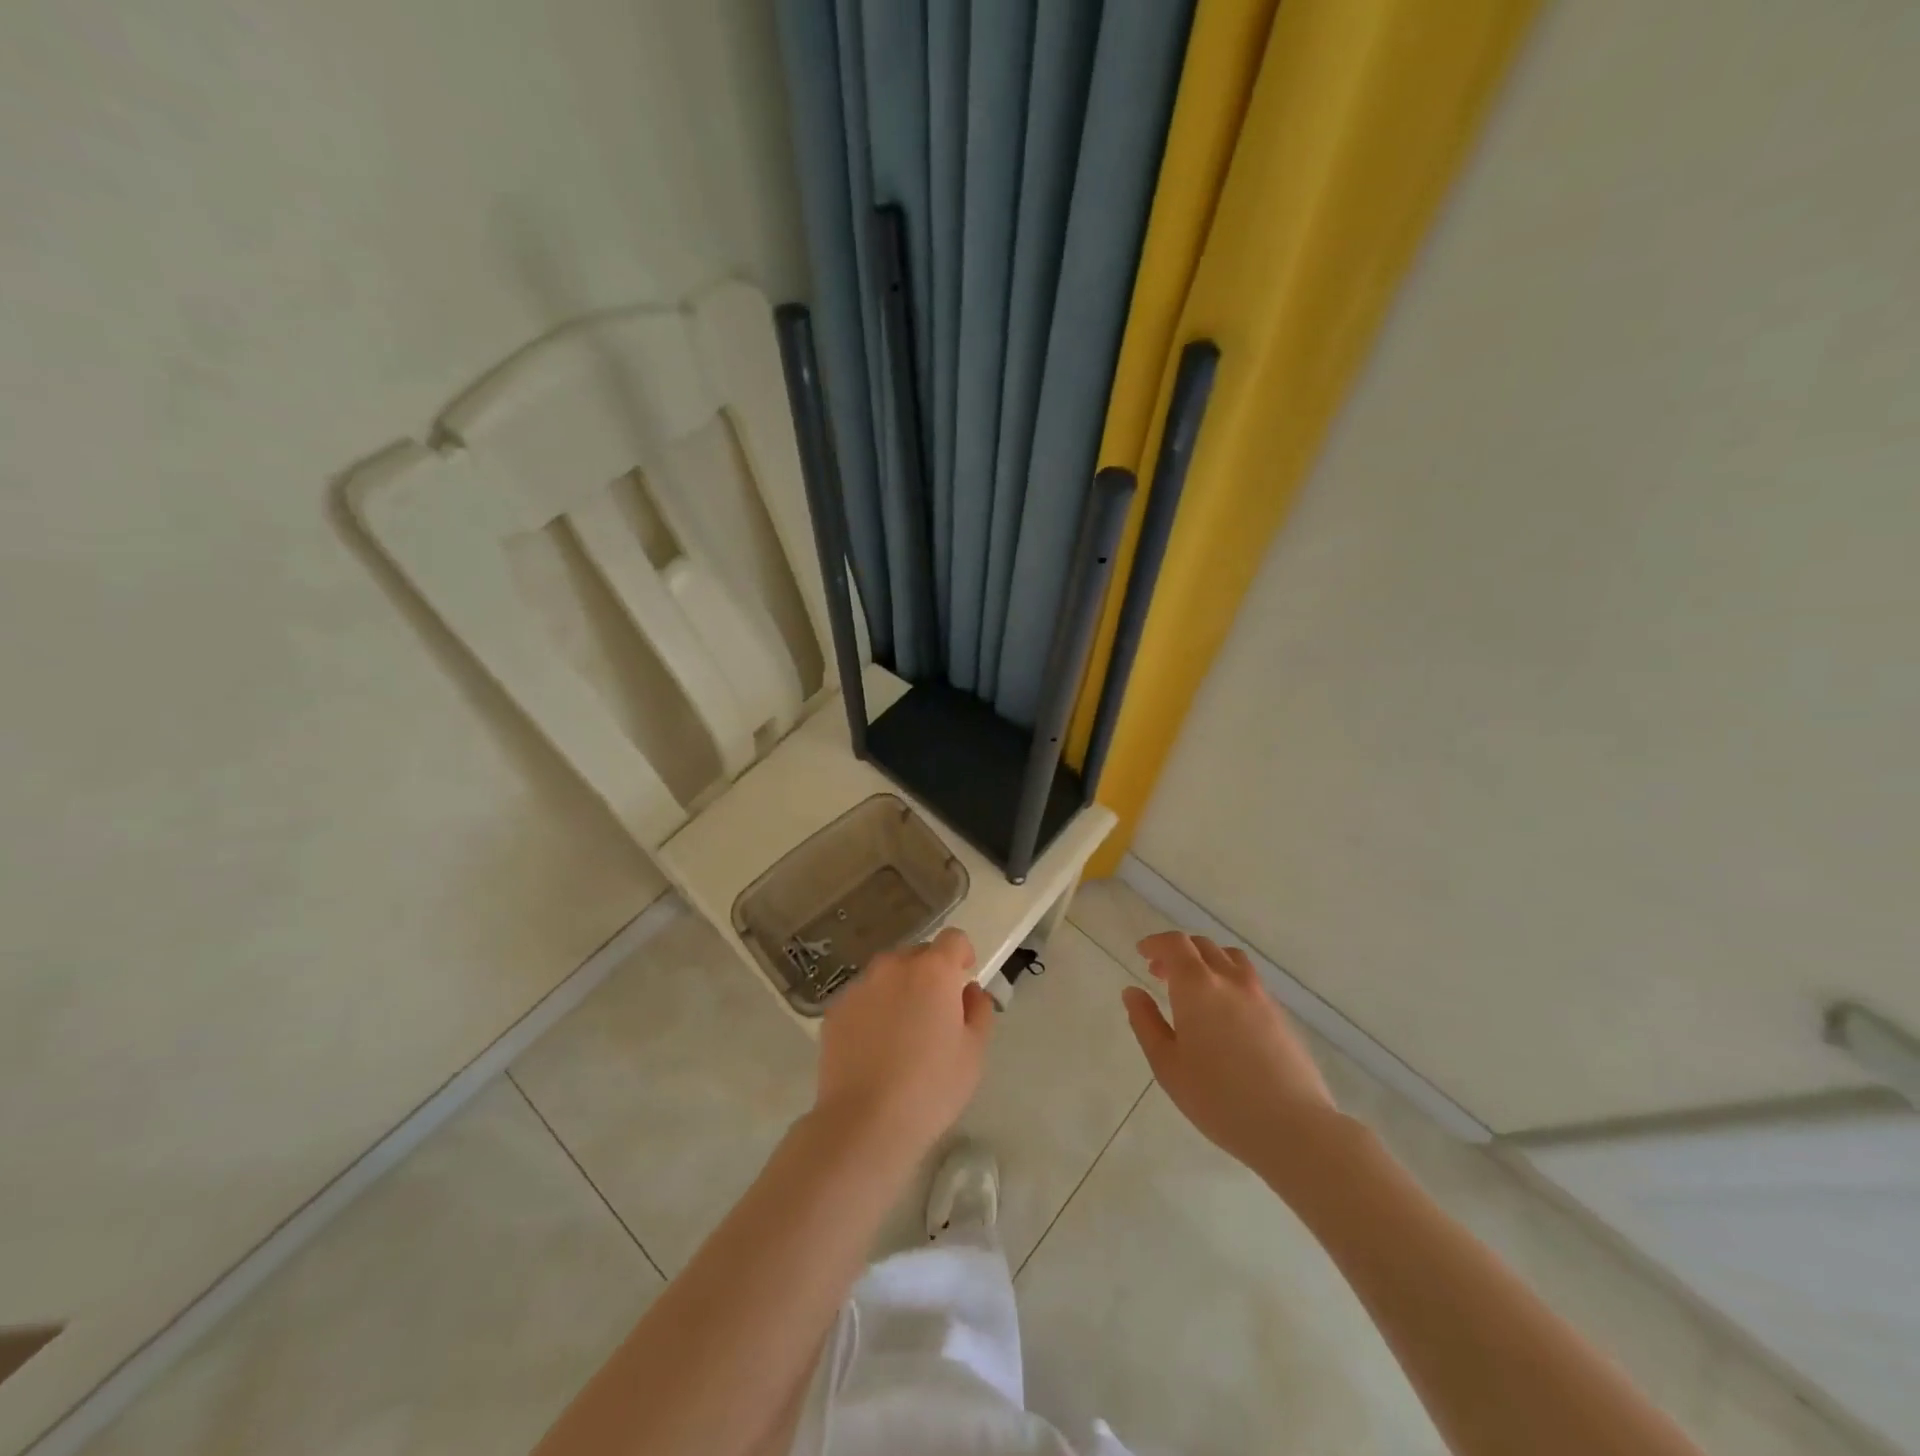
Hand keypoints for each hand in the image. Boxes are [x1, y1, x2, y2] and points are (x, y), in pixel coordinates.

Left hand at [815, 927, 993, 1159]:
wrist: (865, 1122)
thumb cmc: (931, 1088)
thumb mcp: (974, 1053)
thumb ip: (979, 1011)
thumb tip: (969, 991)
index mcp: (933, 971)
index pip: (953, 939)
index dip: (962, 955)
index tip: (962, 981)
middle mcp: (893, 967)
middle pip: (918, 955)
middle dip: (930, 975)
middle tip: (934, 1015)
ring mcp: (859, 986)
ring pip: (887, 976)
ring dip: (899, 991)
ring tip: (900, 1035)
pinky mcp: (835, 1010)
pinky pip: (863, 999)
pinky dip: (872, 1011)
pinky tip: (873, 1050)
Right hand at [1123, 932, 1341, 1178]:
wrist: (1292, 1126)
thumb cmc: (1217, 1098)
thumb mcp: (1167, 1064)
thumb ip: (1146, 1022)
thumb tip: (1132, 992)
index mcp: (1197, 985)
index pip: (1175, 944)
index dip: (1156, 943)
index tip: (1142, 953)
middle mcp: (1230, 979)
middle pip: (1203, 946)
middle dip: (1178, 952)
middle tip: (1160, 974)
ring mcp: (1260, 995)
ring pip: (1230, 958)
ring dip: (1207, 961)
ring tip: (1195, 988)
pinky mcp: (1281, 1015)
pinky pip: (1249, 980)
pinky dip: (1229, 980)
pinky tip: (1224, 1013)